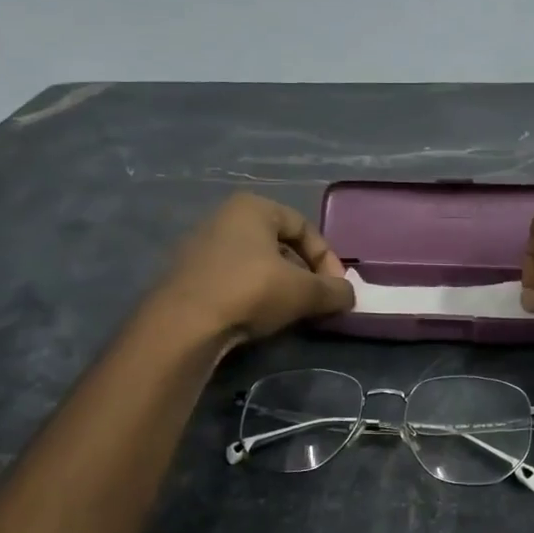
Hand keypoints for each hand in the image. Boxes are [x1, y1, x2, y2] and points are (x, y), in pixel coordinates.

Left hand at [149, 193, 354, 345]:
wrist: (184, 325)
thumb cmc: (250, 291)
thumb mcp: (304, 292)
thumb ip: (334, 290)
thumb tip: (349, 295)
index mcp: (253, 207)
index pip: (304, 227)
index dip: (328, 258)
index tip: (337, 288)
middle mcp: (224, 218)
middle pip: (280, 245)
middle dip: (304, 274)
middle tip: (316, 301)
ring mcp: (201, 247)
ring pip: (256, 264)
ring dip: (280, 286)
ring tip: (291, 313)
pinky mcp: (188, 277)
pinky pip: (233, 280)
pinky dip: (253, 296)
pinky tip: (260, 319)